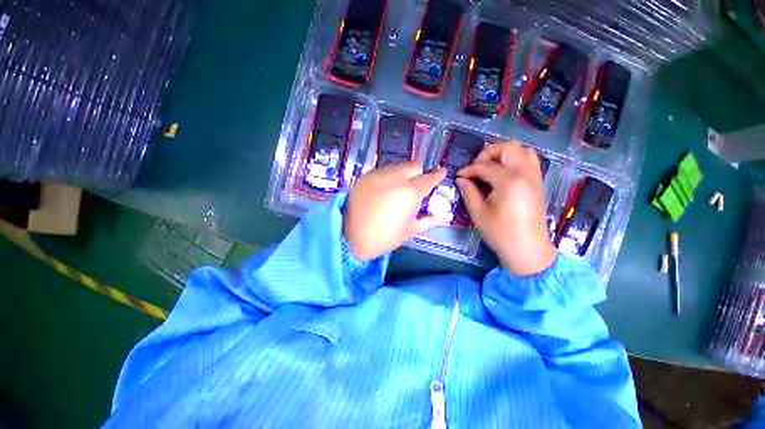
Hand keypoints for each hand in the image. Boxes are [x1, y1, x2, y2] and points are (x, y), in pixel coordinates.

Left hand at [344, 162, 448, 261]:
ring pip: (396, 166)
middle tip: (416, 184)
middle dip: (419, 172)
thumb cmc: (385, 238)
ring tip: (398, 187)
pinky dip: (387, 177)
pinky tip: (383, 190)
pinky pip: (381, 171)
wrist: (352, 239)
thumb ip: (429, 221)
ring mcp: (377, 175)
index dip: (438, 175)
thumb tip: (445, 218)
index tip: (441, 173)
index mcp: (410, 193)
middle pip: (413, 165)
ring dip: (402, 173)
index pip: (429, 178)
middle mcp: (394, 178)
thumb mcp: (410, 231)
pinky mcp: (364, 177)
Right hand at [457, 141, 556, 276]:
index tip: (460, 175)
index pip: (485, 166)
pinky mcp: (537, 183)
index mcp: (509, 182)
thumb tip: (461, 179)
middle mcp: (525, 174)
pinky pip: (529, 161)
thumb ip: (469, 192)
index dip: (469, 169)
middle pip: (509, 147)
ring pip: (523, 150)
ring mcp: (534, 177)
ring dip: (504, 154)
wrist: (527, 249)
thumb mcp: (478, 213)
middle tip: (477, 167)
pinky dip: (514, 160)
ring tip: (491, 168)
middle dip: (489, 153)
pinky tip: (503, 174)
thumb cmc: (500, 233)